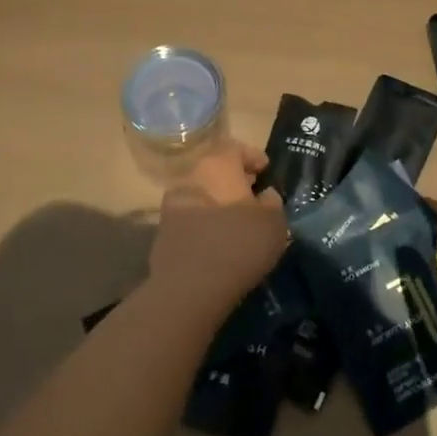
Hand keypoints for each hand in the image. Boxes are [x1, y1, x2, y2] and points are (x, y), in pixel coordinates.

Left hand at [146, 142, 287, 321]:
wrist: (189, 287)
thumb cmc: (239, 244)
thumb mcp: (274, 222)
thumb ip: (272, 202)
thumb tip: (265, 196)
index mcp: (217, 165)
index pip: (236, 148)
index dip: (253, 157)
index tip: (266, 170)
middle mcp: (190, 176)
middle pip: (215, 170)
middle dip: (234, 180)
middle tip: (252, 195)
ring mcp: (172, 204)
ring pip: (200, 194)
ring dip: (217, 202)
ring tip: (235, 221)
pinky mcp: (163, 232)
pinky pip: (190, 219)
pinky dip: (204, 223)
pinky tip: (217, 240)